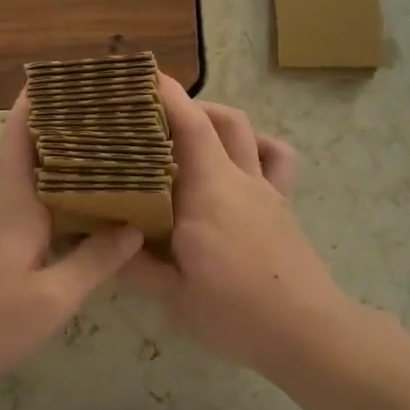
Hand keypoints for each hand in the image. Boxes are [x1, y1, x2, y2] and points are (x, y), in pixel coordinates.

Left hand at [0, 90, 142, 389]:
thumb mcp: (50, 300)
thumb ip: (94, 261)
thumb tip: (133, 227)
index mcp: (14, 198)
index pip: (24, 127)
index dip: (46, 97)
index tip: (79, 78)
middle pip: (23, 141)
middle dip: (59, 121)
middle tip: (108, 114)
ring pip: (18, 169)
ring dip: (52, 154)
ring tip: (99, 152)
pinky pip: (12, 194)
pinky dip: (40, 185)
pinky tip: (67, 203)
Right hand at [120, 75, 347, 370]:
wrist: (308, 333)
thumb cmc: (236, 313)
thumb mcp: (173, 296)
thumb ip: (135, 266)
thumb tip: (101, 243)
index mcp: (207, 193)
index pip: (187, 127)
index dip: (165, 95)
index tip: (140, 77)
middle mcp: (238, 179)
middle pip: (217, 119)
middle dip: (185, 105)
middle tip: (149, 118)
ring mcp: (265, 190)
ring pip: (246, 131)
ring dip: (217, 118)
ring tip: (188, 132)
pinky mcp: (282, 205)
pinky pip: (276, 159)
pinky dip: (258, 145)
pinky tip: (240, 158)